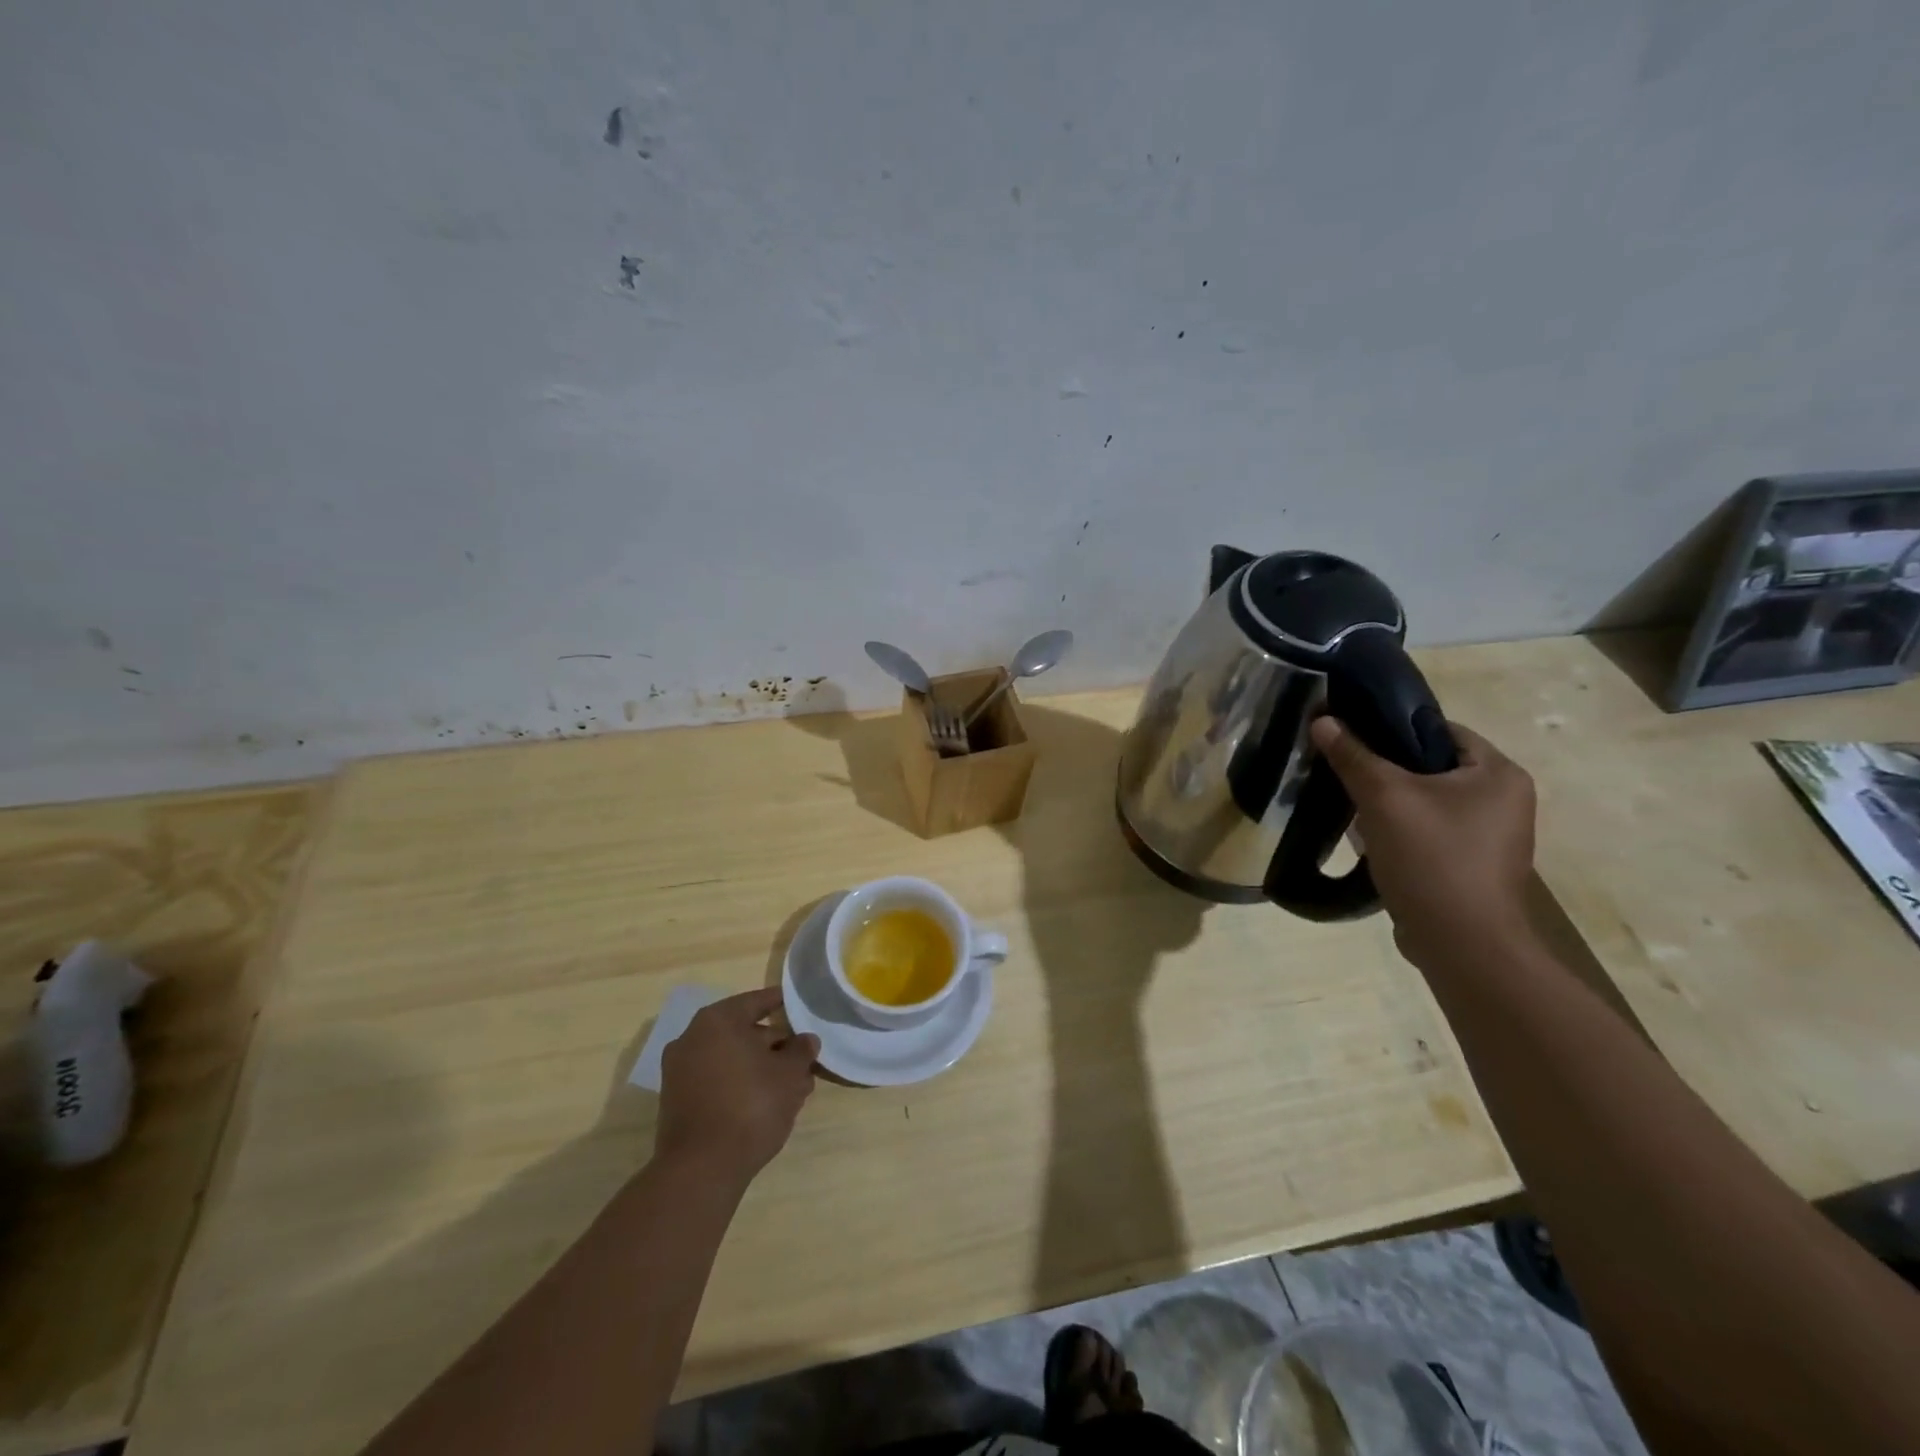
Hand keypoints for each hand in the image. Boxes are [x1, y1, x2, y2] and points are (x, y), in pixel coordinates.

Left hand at [656, 987, 818, 1185]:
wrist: (701, 1169)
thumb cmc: (750, 1106)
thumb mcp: (790, 1074)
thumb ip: (801, 1051)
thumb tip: (806, 1040)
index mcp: (718, 1020)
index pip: (757, 1001)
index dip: (781, 1003)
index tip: (798, 1006)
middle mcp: (692, 1038)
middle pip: (742, 1031)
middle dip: (774, 1044)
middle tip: (802, 1057)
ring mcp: (680, 1072)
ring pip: (730, 1059)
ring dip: (759, 1067)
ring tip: (791, 1086)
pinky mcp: (677, 1102)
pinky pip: (716, 1080)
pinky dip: (739, 1084)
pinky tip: (765, 1102)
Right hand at [1309, 715, 1536, 968]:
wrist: (1461, 944)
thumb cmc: (1433, 858)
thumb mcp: (1384, 798)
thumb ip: (1353, 756)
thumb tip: (1322, 719)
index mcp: (1499, 774)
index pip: (1442, 729)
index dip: (1394, 727)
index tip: (1352, 736)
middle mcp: (1504, 800)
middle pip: (1432, 766)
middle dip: (1386, 769)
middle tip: (1344, 771)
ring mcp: (1490, 837)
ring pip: (1427, 801)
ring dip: (1389, 802)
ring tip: (1350, 805)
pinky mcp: (1470, 865)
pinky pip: (1429, 832)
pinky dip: (1400, 831)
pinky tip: (1370, 841)